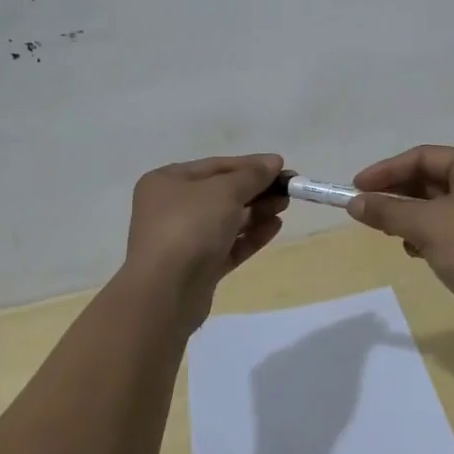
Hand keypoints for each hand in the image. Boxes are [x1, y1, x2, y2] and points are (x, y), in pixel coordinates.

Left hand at [122, 154, 286, 328]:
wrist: (165, 292)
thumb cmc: (190, 226)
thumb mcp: (224, 191)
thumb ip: (252, 175)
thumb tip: (274, 161)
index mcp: (168, 181)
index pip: (216, 166)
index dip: (250, 165)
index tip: (282, 167)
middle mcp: (171, 208)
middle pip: (222, 193)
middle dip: (256, 190)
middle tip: (288, 190)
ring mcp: (183, 240)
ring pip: (226, 221)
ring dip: (256, 212)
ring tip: (284, 207)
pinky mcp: (197, 268)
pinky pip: (228, 246)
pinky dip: (250, 236)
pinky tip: (275, 228)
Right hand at [346, 145, 453, 323]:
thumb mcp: (425, 226)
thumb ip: (387, 211)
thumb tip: (353, 204)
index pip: (422, 157)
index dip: (386, 171)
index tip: (356, 187)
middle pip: (429, 177)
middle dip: (397, 194)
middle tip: (366, 208)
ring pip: (436, 202)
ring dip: (409, 215)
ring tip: (389, 230)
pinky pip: (447, 221)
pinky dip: (426, 231)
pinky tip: (414, 248)